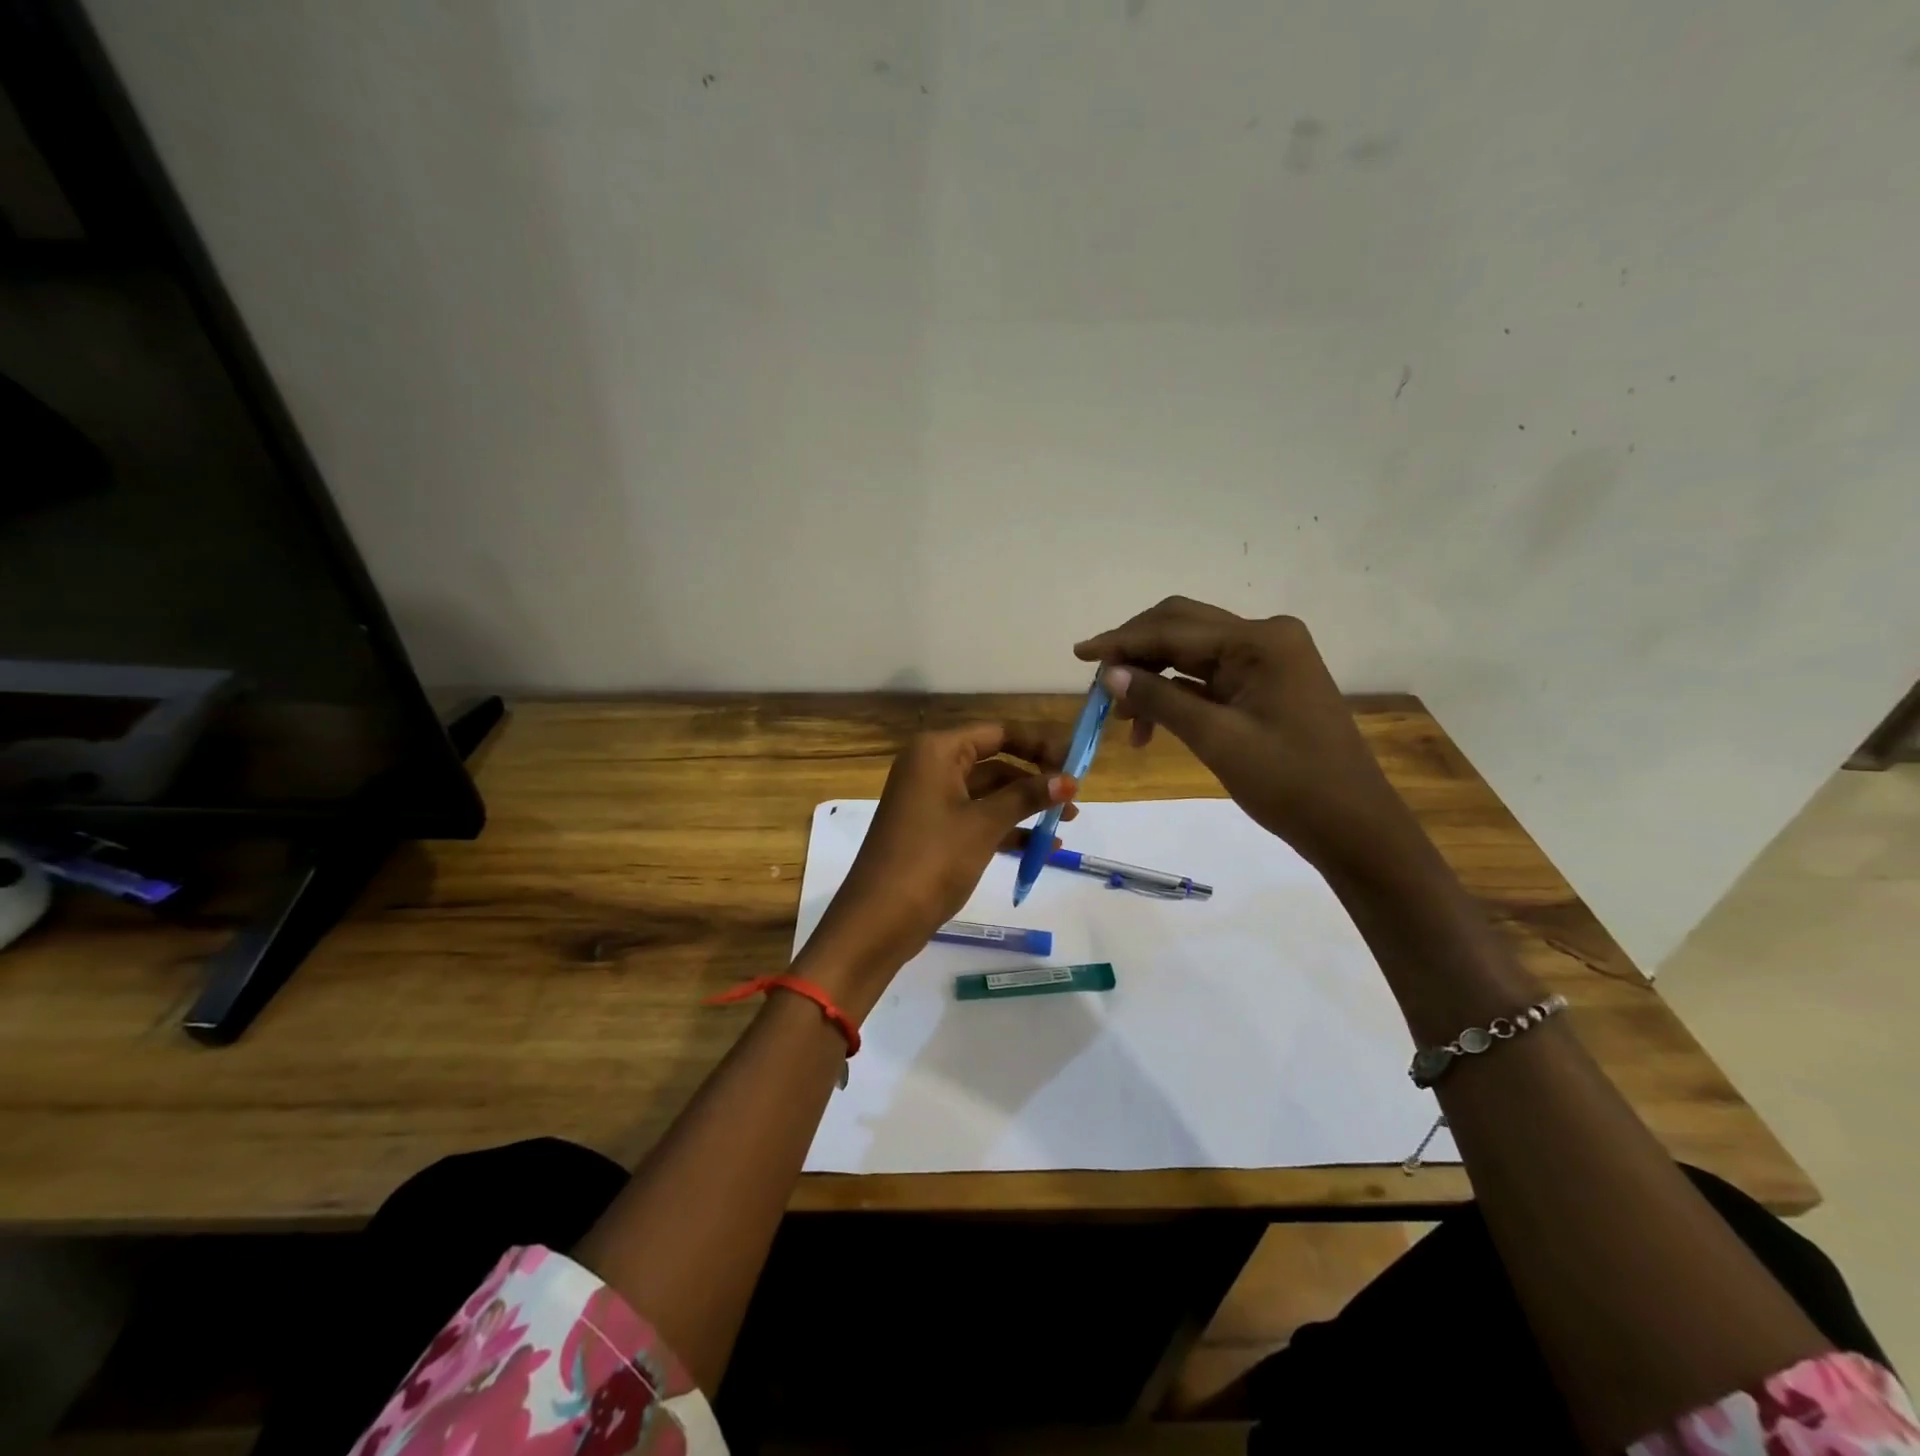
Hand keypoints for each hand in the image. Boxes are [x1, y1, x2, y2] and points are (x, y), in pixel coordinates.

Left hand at [799, 724, 1075, 1009]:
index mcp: (937, 751)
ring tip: (1066, 823)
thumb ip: (1027, 797)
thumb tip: (1069, 779)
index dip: (1039, 744)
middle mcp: (931, 767)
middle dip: (1035, 779)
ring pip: (988, 793)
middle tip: (1074, 798)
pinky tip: (1040, 848)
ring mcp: (930, 800)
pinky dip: (1005, 829)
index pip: (998, 733)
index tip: (1077, 761)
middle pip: (995, 762)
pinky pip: (976, 818)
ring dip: (1024, 806)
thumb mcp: (984, 825)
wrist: (879, 920)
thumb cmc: (932, 859)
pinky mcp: (932, 831)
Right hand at [1075, 597, 1422, 873]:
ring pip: (1191, 654)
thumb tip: (1109, 673)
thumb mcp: (1216, 739)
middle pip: (1181, 629)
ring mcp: (1268, 660)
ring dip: (1153, 677)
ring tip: (1121, 718)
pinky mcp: (1265, 684)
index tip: (1079, 654)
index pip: (1174, 629)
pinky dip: (1176, 694)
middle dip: (1135, 652)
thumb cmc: (1289, 783)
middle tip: (1097, 682)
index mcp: (1260, 640)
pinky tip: (1151, 723)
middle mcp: (1264, 637)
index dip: (1121, 641)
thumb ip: (1160, 700)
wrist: (1353, 826)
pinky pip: (1209, 677)